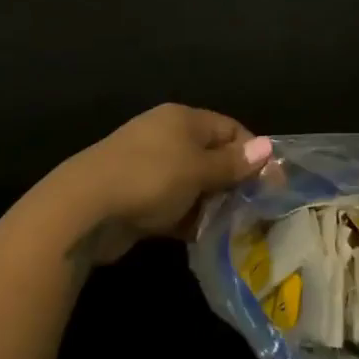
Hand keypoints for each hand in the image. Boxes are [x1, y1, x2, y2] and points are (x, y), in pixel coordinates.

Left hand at [53, 104, 270, 262]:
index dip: (252, 153)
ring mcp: (150, 167)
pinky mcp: (138, 197)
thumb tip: (268, 147)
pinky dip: (189, 218)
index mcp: (183, 119)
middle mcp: (167, 136)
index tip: (272, 183)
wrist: (85, 208)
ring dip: (212, 204)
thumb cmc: (150, 177)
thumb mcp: (198, 169)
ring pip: (194, 183)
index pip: (229, 128)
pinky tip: (205, 239)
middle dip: (234, 181)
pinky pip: (175, 204)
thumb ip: (233, 163)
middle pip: (212, 155)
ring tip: (235, 228)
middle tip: (257, 210)